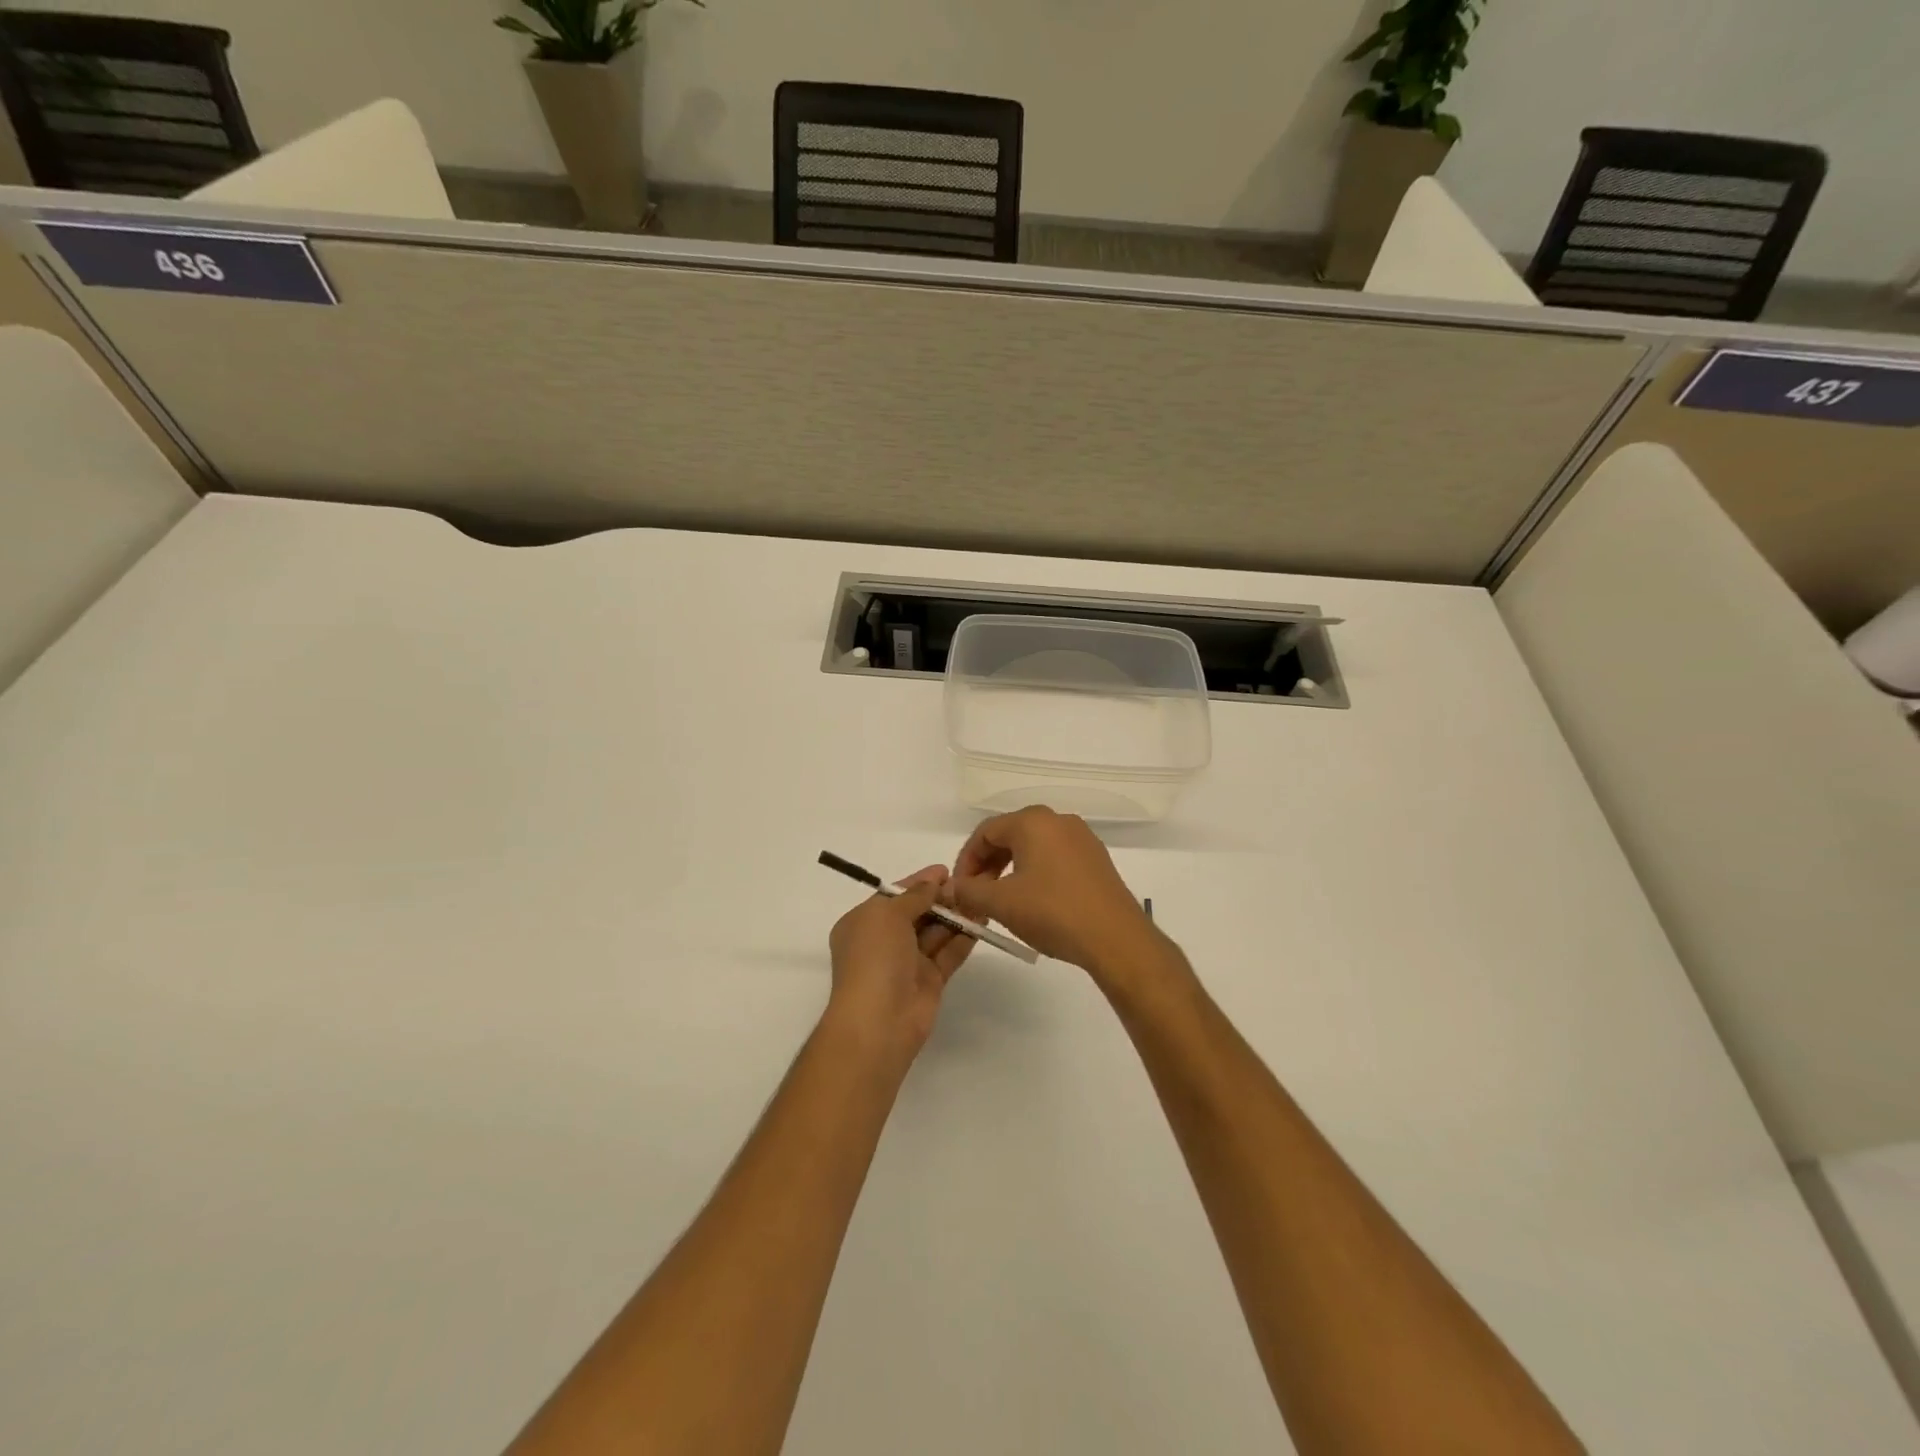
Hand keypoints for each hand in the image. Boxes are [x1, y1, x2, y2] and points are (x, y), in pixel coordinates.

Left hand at [825, 866, 974, 1065]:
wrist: (879, 1021)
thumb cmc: (875, 958)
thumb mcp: (888, 915)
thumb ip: (914, 895)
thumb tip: (932, 882)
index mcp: (864, 922)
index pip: (894, 895)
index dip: (918, 882)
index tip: (945, 870)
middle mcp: (884, 941)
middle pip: (917, 912)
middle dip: (940, 898)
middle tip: (969, 884)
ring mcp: (907, 962)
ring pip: (935, 932)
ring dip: (956, 916)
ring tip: (981, 898)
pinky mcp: (929, 981)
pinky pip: (948, 953)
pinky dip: (963, 938)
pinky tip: (982, 922)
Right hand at [945, 807, 1164, 982]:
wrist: (1115, 938)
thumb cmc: (1052, 912)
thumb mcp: (1001, 903)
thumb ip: (969, 890)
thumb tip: (951, 887)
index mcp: (1032, 821)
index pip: (985, 832)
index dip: (966, 860)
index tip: (958, 890)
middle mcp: (1058, 820)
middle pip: (1010, 835)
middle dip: (987, 865)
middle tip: (976, 896)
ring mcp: (1082, 838)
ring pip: (1033, 847)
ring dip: (1010, 870)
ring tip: (1001, 902)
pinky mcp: (1096, 859)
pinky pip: (1055, 858)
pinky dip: (1035, 874)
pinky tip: (1034, 902)